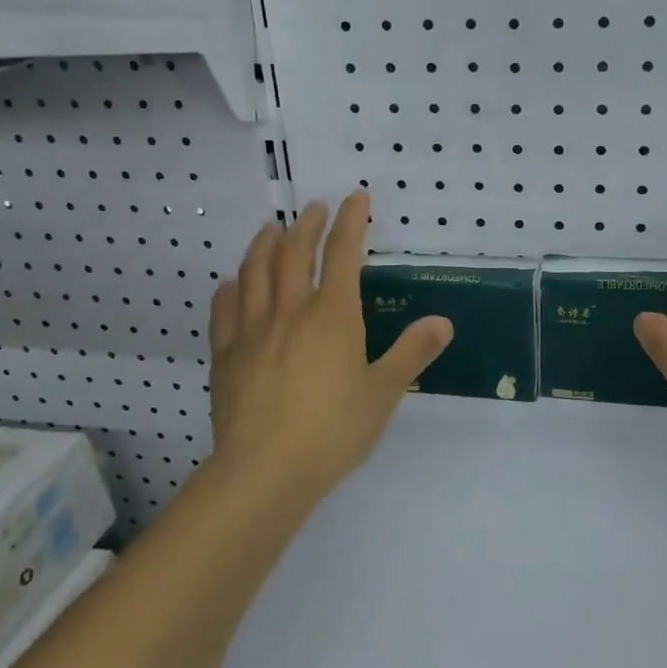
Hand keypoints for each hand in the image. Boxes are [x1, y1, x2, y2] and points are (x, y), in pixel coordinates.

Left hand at [208, 191, 452, 500]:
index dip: (351, 221)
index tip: (356, 197)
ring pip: (254, 272)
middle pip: (294, 253)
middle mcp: (290, 311)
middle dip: (306, 224)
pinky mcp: (225, 355)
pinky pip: (223, 310)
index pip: (343, 254)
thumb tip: (443, 322)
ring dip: (264, 244)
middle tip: (313, 208)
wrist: (264, 471)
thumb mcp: (383, 394)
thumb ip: (412, 353)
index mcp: (332, 317)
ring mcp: (251, 331)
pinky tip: (231, 283)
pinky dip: (229, 288)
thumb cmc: (332, 431)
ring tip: (271, 229)